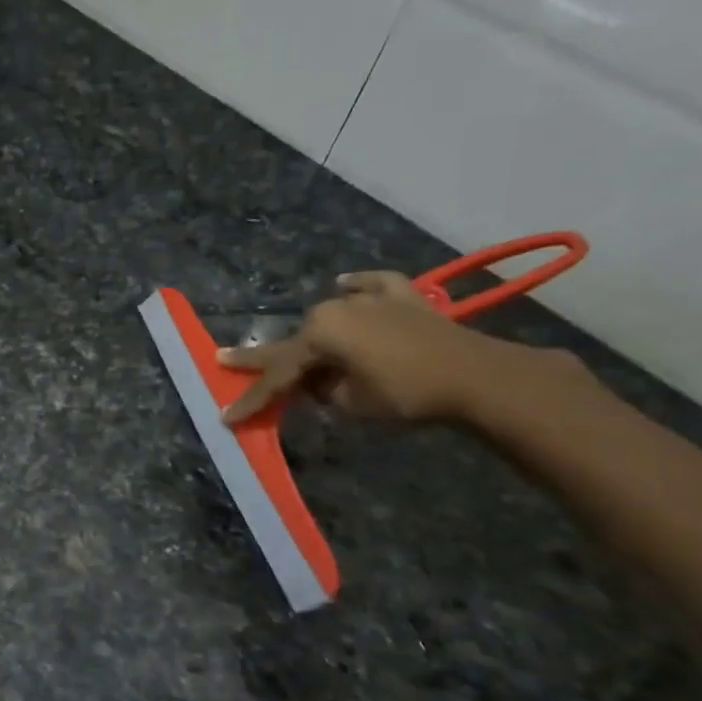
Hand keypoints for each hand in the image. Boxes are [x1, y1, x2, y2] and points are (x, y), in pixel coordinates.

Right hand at [216, 271, 551, 424]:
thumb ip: (323, 391)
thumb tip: (318, 383)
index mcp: (319, 335)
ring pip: (330, 317)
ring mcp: (370, 299)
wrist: (476, 376)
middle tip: (225, 359)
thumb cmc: (405, 393)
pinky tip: (345, 283)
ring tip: (304, 354)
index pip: (278, 376)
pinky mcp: (404, 298)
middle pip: (296, 341)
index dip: (253, 399)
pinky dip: (359, 286)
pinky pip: (373, 287)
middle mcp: (336, 309)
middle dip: (266, 359)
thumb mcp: (351, 402)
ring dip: (315, 336)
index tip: (226, 417)